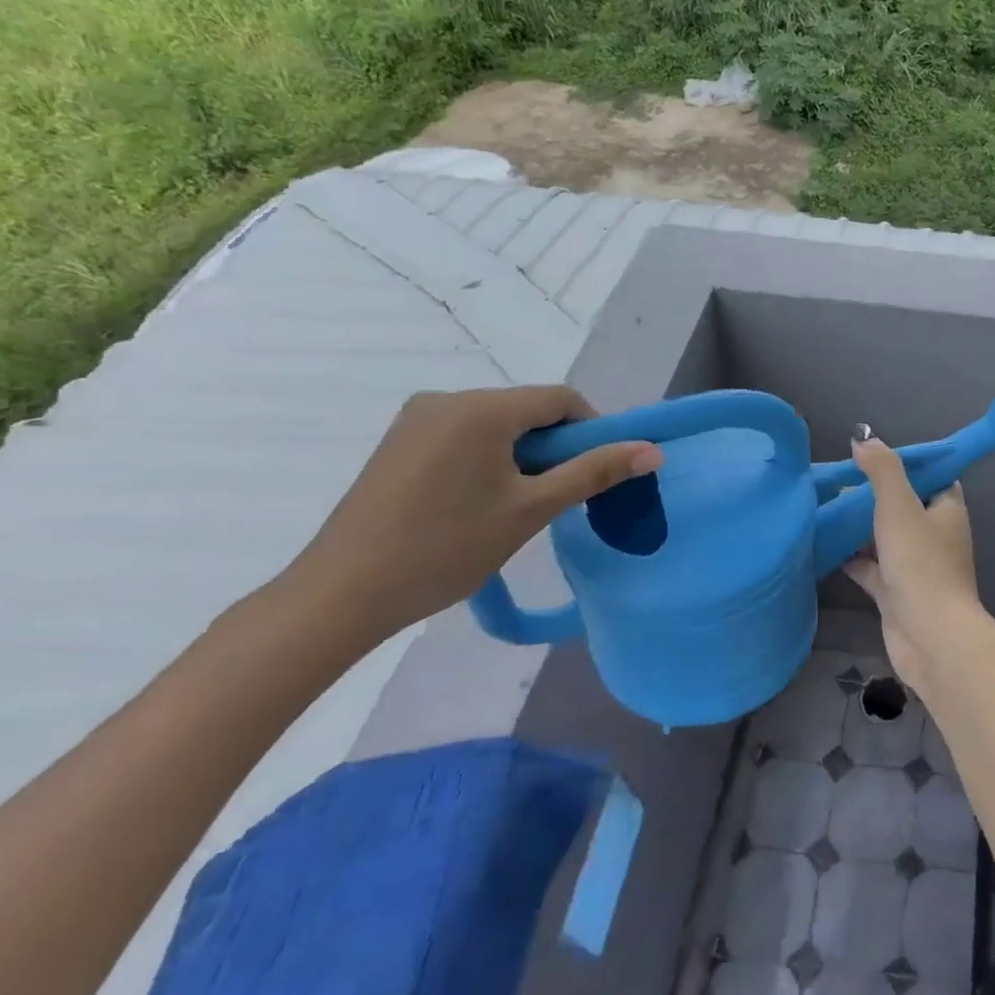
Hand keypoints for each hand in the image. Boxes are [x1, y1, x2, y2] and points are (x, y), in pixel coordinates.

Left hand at [283, 386, 662, 647]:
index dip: (591, 430)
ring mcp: (416, 419)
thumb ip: (595, 472)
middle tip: (560, 496)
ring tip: (520, 505)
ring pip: (497, 424)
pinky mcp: (398, 443)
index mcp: (482, 408)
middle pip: (527, 409)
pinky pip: (464, 435)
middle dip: (555, 446)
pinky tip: (480, 501)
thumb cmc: (447, 547)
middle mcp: (447, 399)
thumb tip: (654, 451)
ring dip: (523, 454)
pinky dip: (489, 458)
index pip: (560, 399)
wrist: (341, 595)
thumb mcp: (532, 509)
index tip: (597, 473)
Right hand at [842, 437, 984, 690]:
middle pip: (903, 505)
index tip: (871, 454)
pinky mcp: (896, 592)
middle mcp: (935, 534)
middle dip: (872, 493)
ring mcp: (916, 566)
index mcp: (946, 509)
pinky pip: (871, 567)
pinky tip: (825, 545)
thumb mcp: (899, 506)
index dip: (904, 463)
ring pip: (885, 537)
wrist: (930, 638)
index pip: (930, 475)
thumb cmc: (920, 564)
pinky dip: (851, 557)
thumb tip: (863, 438)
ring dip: (859, 525)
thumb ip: (882, 470)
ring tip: (824, 506)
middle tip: (838, 480)